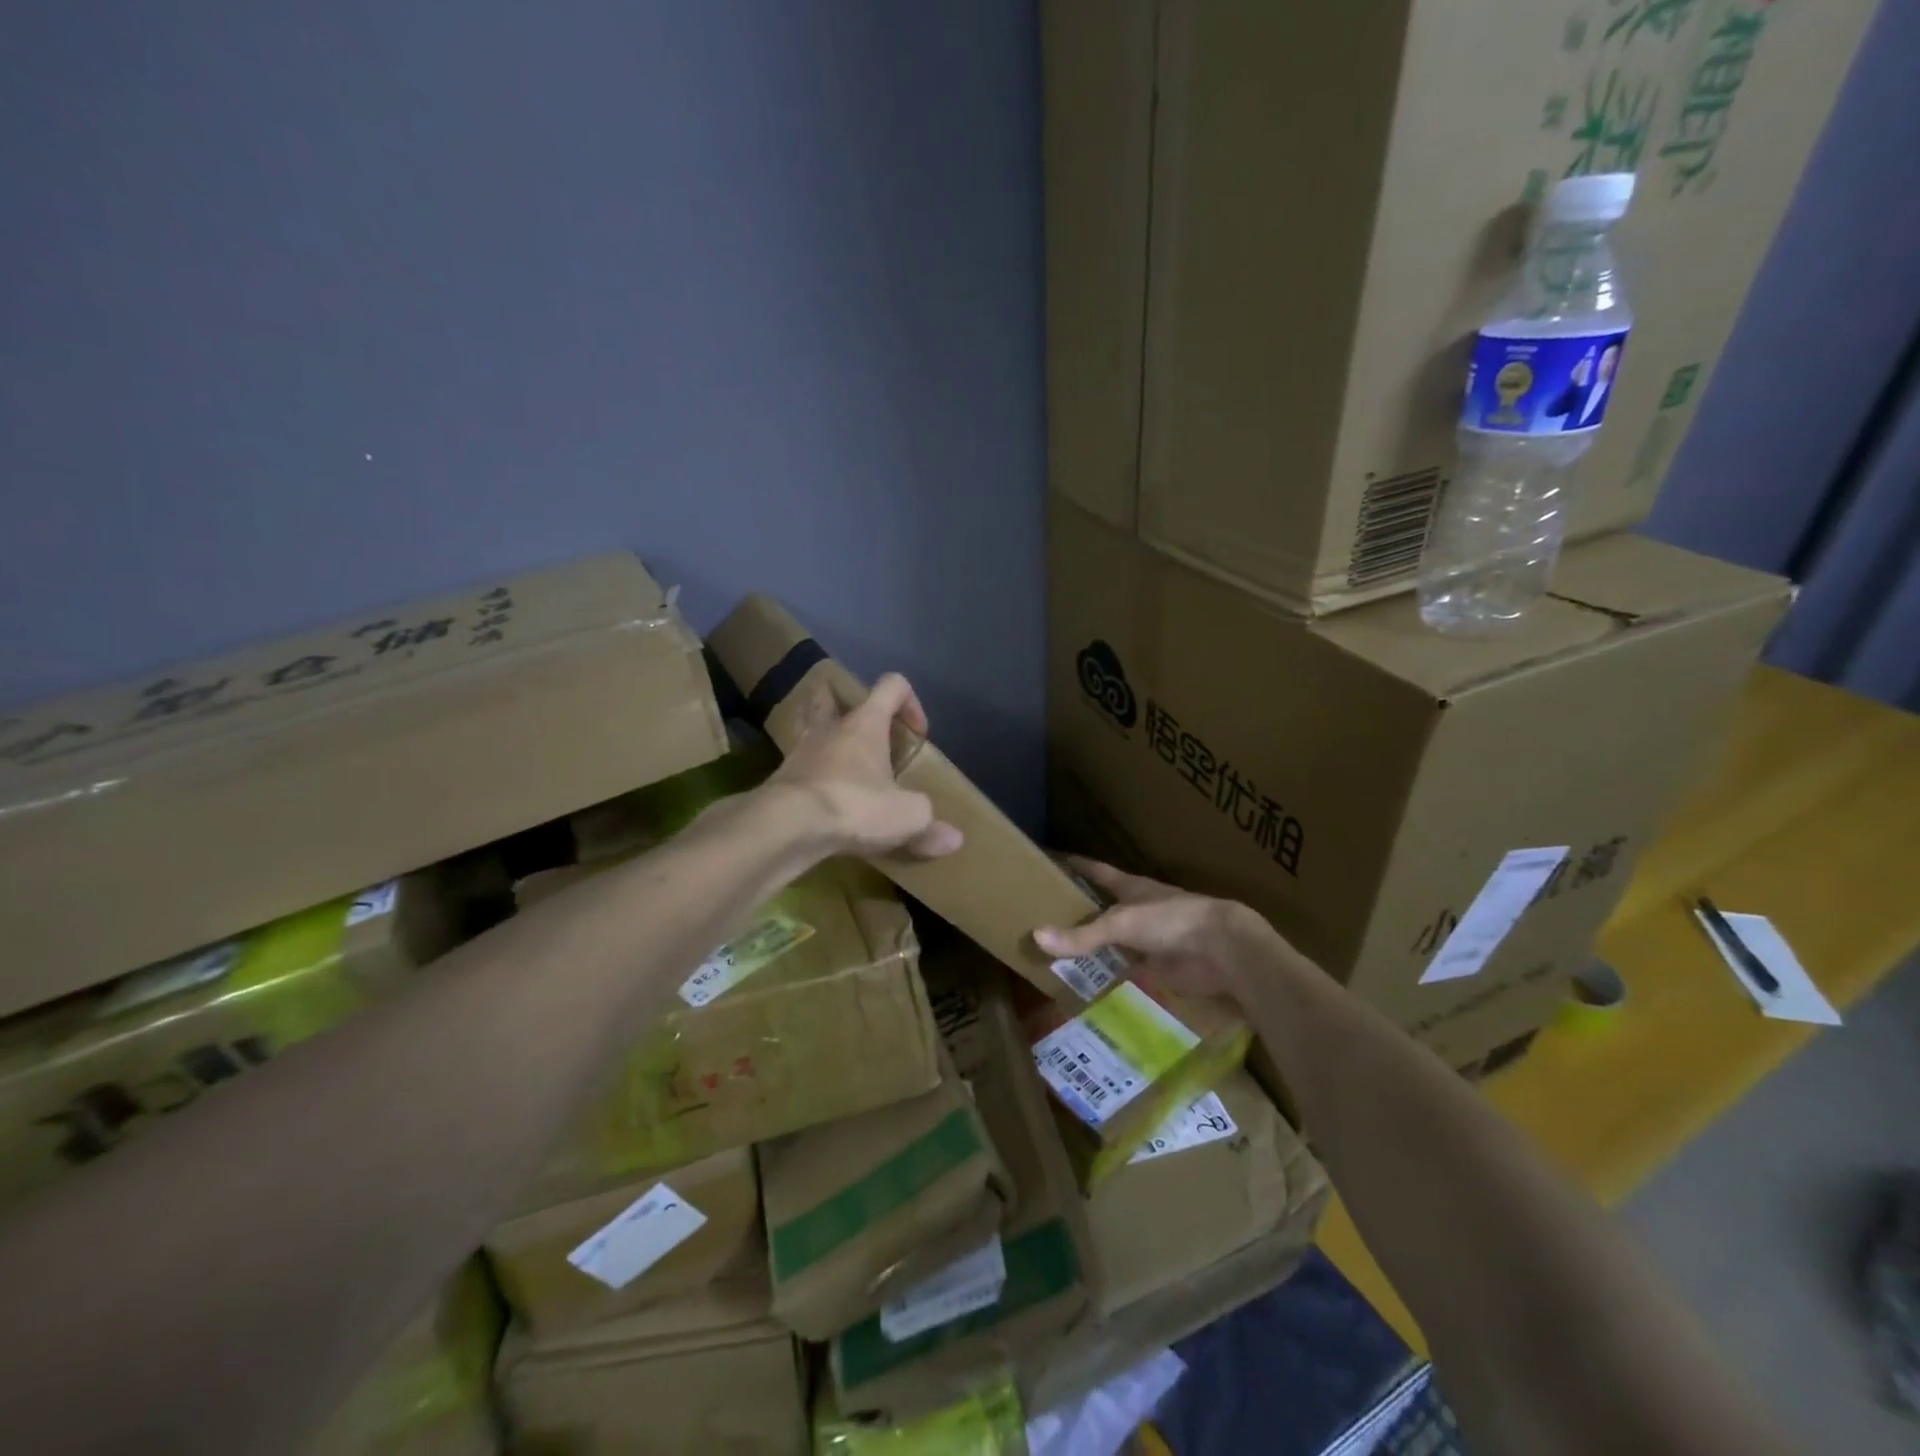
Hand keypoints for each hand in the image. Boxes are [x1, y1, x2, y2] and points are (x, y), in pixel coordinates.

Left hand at [766, 673, 963, 858]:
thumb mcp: (907, 817)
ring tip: (840, 763)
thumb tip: (955, 840)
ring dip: (823, 738)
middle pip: (832, 696)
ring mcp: (800, 751)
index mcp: (865, 723)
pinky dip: (811, 776)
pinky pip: (798, 767)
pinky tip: (823, 799)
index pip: (892, 686)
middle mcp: (830, 728)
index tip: (918, 734)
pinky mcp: (781, 780)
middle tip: (865, 735)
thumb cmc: (856, 805)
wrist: (788, 825)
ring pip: (809, 728)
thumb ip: (930, 825)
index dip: (910, 702)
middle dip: (847, 707)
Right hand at [1034, 857, 1273, 1001]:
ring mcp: (1148, 938)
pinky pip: (1126, 968)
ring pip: (1113, 939)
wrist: (1221, 948)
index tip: (1053, 860)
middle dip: (1080, 909)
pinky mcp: (1158, 966)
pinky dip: (1109, 972)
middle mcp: (1137, 910)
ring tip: (1058, 949)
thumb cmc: (1171, 920)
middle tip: (1044, 913)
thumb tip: (1036, 936)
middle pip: (1103, 907)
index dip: (1077, 866)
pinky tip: (1088, 979)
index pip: (1097, 871)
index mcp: (1130, 887)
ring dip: (1093, 943)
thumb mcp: (1121, 923)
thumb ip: (1082, 935)